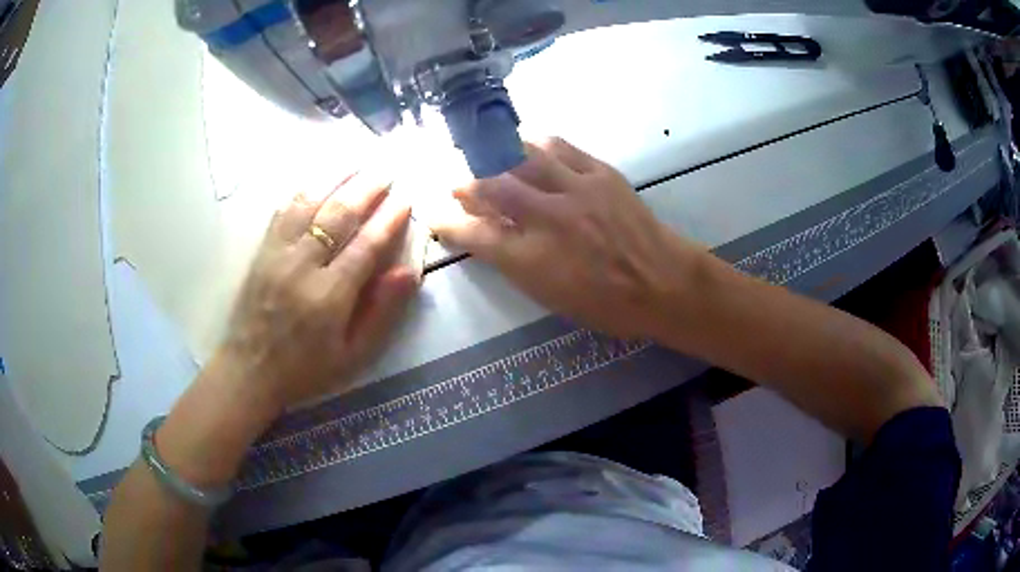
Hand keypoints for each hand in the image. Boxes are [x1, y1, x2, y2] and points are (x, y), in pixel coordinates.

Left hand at [216, 171, 419, 412]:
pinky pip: (284, 211)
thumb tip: (407, 272)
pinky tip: (318, 179)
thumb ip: (381, 313)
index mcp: (329, 296)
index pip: (366, 246)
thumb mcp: (352, 355)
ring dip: (336, 179)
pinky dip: (304, 190)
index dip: (389, 219)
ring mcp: (278, 254)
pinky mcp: (262, 251)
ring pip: (310, 204)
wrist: (250, 370)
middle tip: (387, 169)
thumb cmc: (306, 369)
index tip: (406, 199)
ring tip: (358, 161)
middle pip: (338, 215)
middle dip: (366, 188)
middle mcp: (303, 267)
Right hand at [433, 138, 700, 340]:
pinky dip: (538, 145)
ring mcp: (575, 191)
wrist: (662, 282)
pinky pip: (560, 147)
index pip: (474, 235)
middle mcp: (547, 219)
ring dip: (498, 156)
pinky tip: (530, 147)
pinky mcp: (600, 173)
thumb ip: (516, 264)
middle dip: (467, 184)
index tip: (436, 216)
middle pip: (491, 188)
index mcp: (533, 260)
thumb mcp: (552, 297)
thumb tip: (492, 236)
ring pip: (522, 158)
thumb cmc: (607, 304)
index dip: (448, 224)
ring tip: (491, 158)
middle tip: (460, 184)